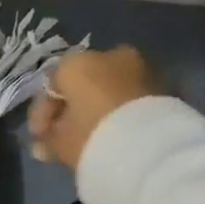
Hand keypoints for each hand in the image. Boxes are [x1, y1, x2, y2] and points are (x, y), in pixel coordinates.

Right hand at [27, 46, 159, 170]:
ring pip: (109, 89)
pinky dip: (121, 113)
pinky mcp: (164, 87)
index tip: (40, 139)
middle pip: (82, 84)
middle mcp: (110, 55)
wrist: (151, 148)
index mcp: (77, 62)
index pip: (51, 85)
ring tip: (92, 139)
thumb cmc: (93, 136)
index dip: (42, 115)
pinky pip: (131, 99)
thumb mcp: (62, 143)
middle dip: (72, 110)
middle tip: (65, 139)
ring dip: (98, 110)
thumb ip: (48, 141)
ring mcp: (141, 68)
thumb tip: (42, 146)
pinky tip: (116, 135)